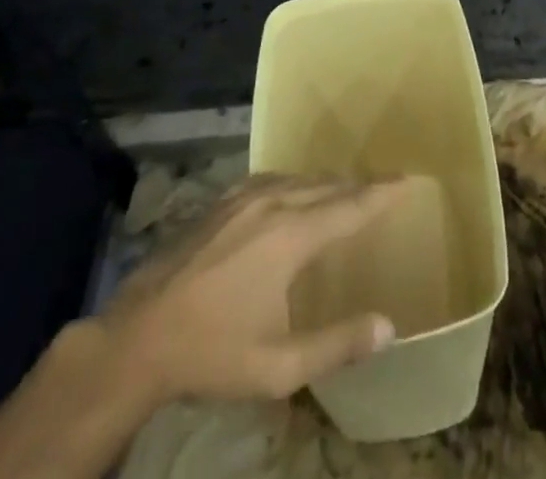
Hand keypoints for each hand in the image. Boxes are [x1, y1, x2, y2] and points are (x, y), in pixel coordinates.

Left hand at [94, 173, 404, 406]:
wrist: (137, 336)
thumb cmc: (211, 353)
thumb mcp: (278, 366)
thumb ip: (337, 345)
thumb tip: (389, 326)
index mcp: (291, 236)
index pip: (349, 207)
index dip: (381, 195)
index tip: (407, 181)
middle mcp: (272, 202)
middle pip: (326, 186)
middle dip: (359, 185)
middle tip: (385, 185)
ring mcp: (243, 197)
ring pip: (299, 179)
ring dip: (327, 183)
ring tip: (347, 188)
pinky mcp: (222, 201)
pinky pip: (273, 179)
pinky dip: (297, 182)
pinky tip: (294, 191)